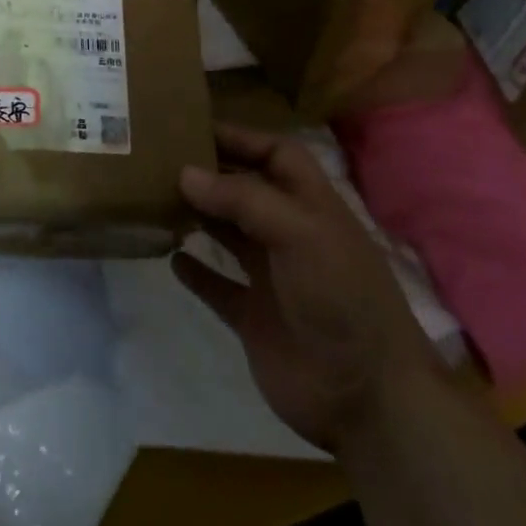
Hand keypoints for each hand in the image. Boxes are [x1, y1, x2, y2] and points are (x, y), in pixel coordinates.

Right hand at [174, 125, 436, 451]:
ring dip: (199, 217)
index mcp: (312, 206)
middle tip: (162, 159)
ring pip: (228, 235)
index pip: (277, 155)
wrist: (367, 398)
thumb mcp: (300, 233)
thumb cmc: (341, 297)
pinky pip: (218, 286)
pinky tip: (171, 258)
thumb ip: (243, 198)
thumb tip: (186, 173)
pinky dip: (196, 271)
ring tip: (157, 199)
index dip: (242, 138)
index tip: (195, 127)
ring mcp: (272, 278)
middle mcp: (290, 235)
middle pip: (246, 190)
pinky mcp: (254, 318)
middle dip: (211, 173)